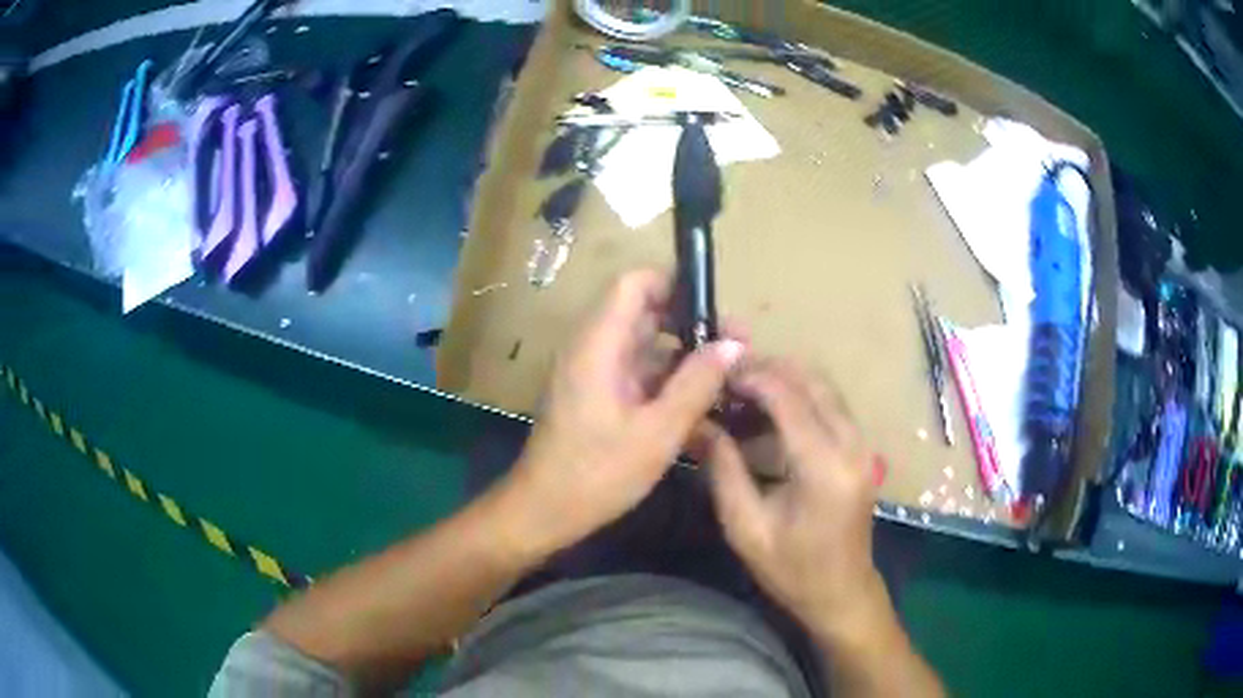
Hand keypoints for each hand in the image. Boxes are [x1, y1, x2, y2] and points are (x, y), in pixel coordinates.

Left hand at [502, 269, 745, 554]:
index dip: (675, 283)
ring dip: (682, 352)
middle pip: (644, 311)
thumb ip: (696, 384)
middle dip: (691, 321)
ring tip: (727, 371)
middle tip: (735, 344)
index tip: (715, 307)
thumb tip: (733, 343)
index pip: (634, 283)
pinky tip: (699, 398)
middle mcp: (592, 347)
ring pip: (643, 343)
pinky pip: (636, 369)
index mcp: (599, 344)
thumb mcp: (657, 432)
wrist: (544, 511)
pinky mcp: (595, 393)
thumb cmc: (597, 474)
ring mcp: (592, 371)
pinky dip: (666, 376)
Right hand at [706, 360, 886, 639]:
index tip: (712, 374)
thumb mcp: (746, 526)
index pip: (787, 396)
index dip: (749, 376)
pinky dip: (799, 396)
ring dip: (783, 380)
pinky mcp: (860, 448)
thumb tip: (695, 422)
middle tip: (724, 380)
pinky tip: (766, 413)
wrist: (842, 593)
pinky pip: (830, 404)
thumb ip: (723, 468)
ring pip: (823, 386)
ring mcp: (861, 443)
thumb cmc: (791, 569)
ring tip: (739, 393)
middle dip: (766, 369)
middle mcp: (851, 443)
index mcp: (824, 465)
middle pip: (811, 379)